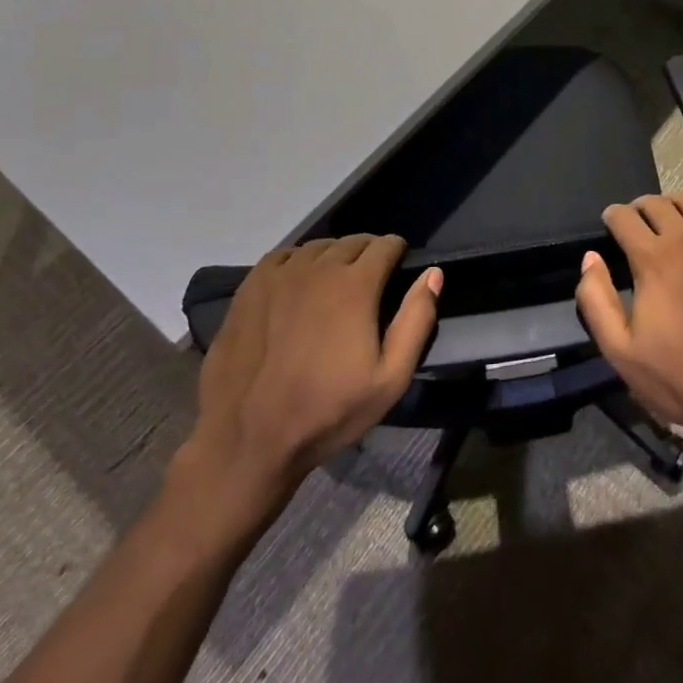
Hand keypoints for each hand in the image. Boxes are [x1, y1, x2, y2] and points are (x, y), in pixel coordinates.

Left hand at [172, 234, 441, 537]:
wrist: (249, 440)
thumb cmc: (328, 412)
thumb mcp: (390, 378)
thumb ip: (416, 320)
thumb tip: (433, 273)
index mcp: (355, 285)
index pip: (385, 245)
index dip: (397, 252)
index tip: (399, 268)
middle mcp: (318, 268)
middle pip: (352, 242)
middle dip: (368, 253)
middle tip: (371, 279)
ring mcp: (279, 276)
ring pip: (317, 247)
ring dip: (334, 256)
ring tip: (336, 281)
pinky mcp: (249, 288)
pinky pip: (282, 257)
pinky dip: (298, 261)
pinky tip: (298, 283)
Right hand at [575, 192, 682, 466]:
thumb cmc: (680, 377)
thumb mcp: (621, 351)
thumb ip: (596, 300)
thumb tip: (590, 258)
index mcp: (652, 259)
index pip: (624, 217)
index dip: (613, 216)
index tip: (611, 224)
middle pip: (656, 203)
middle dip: (640, 208)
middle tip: (638, 223)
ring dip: (673, 202)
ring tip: (670, 216)